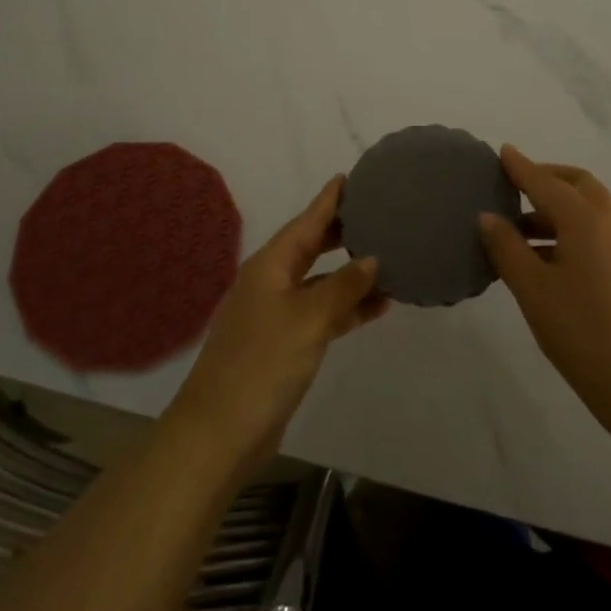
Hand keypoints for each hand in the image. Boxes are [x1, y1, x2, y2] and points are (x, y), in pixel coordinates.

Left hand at [167, 176, 388, 473]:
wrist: (220, 433)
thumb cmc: (262, 363)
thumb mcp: (308, 319)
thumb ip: (343, 287)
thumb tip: (372, 258)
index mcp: (269, 266)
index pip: (305, 223)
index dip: (328, 201)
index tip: (349, 178)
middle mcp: (271, 283)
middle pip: (312, 248)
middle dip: (342, 233)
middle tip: (378, 214)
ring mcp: (276, 316)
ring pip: (321, 283)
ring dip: (352, 275)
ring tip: (390, 259)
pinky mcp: (285, 345)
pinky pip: (322, 314)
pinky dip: (347, 308)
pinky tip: (378, 306)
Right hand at [479, 145, 610, 410]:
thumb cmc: (581, 330)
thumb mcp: (532, 289)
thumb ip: (507, 248)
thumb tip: (488, 217)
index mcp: (586, 218)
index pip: (545, 182)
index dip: (521, 167)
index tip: (502, 152)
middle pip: (578, 185)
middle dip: (547, 179)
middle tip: (515, 188)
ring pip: (590, 210)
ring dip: (558, 209)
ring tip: (522, 232)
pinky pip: (599, 232)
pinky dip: (573, 229)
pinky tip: (550, 259)